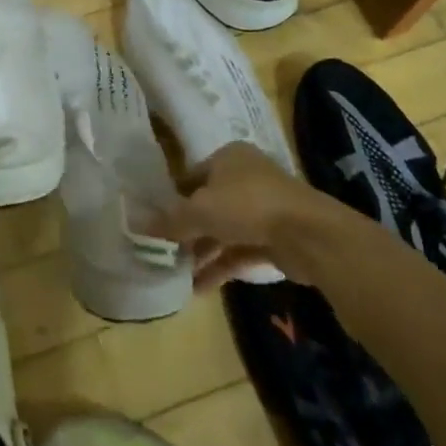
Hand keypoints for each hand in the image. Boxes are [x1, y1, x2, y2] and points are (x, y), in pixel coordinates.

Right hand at [151, 142, 344, 287]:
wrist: (309, 234)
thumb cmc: (247, 205)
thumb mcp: (199, 210)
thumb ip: (169, 220)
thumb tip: (136, 225)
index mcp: (228, 158)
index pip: (191, 176)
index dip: (172, 199)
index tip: (155, 222)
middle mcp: (246, 178)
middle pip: (208, 205)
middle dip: (187, 231)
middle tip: (163, 251)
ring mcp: (264, 209)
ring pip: (224, 231)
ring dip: (202, 252)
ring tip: (176, 274)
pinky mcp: (276, 238)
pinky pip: (240, 251)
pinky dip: (220, 266)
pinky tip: (197, 287)